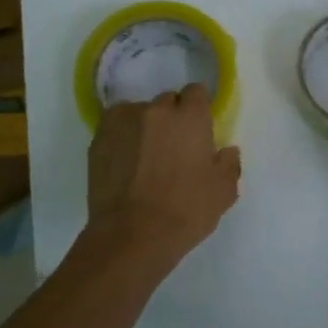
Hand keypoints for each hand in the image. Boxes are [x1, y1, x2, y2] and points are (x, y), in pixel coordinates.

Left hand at [87, 84, 241, 266]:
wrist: (132, 235)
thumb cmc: (186, 211)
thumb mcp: (224, 191)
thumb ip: (229, 163)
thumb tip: (226, 151)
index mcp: (190, 117)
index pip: (196, 92)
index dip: (198, 108)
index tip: (199, 129)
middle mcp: (155, 110)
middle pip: (167, 102)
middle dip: (173, 118)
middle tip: (174, 147)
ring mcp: (122, 122)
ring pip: (138, 113)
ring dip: (145, 127)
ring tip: (145, 157)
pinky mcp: (98, 139)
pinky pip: (115, 129)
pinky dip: (122, 138)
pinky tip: (125, 163)